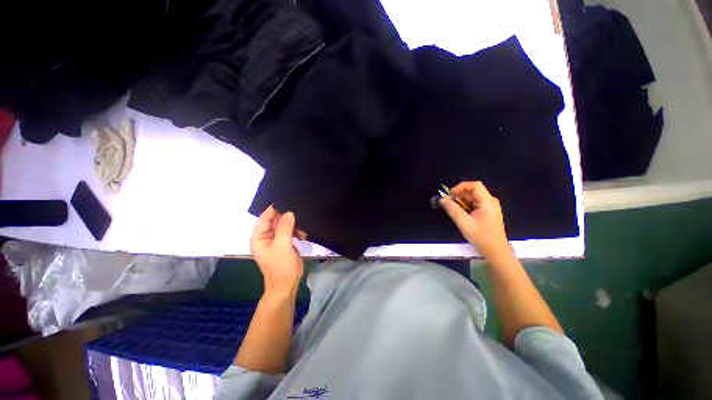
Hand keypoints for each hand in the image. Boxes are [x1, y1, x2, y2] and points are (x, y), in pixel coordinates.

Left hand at [250, 206, 303, 294]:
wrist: (287, 285)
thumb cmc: (281, 267)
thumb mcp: (282, 246)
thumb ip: (285, 228)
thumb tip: (289, 212)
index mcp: (259, 237)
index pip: (265, 217)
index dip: (274, 208)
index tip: (287, 199)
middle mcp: (266, 236)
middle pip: (275, 220)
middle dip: (286, 216)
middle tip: (299, 209)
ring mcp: (276, 240)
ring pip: (284, 225)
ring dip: (293, 224)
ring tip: (303, 225)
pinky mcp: (285, 243)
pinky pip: (290, 231)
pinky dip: (296, 230)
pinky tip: (303, 233)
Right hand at [440, 181, 509, 258]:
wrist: (496, 252)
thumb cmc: (481, 237)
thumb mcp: (464, 223)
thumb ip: (452, 209)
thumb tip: (442, 199)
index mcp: (487, 202)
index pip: (474, 185)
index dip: (461, 187)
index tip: (450, 195)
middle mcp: (490, 201)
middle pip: (472, 191)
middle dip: (459, 195)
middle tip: (448, 203)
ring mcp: (489, 207)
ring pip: (472, 198)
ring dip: (461, 202)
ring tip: (453, 210)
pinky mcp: (487, 212)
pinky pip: (474, 204)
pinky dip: (465, 207)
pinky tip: (461, 215)